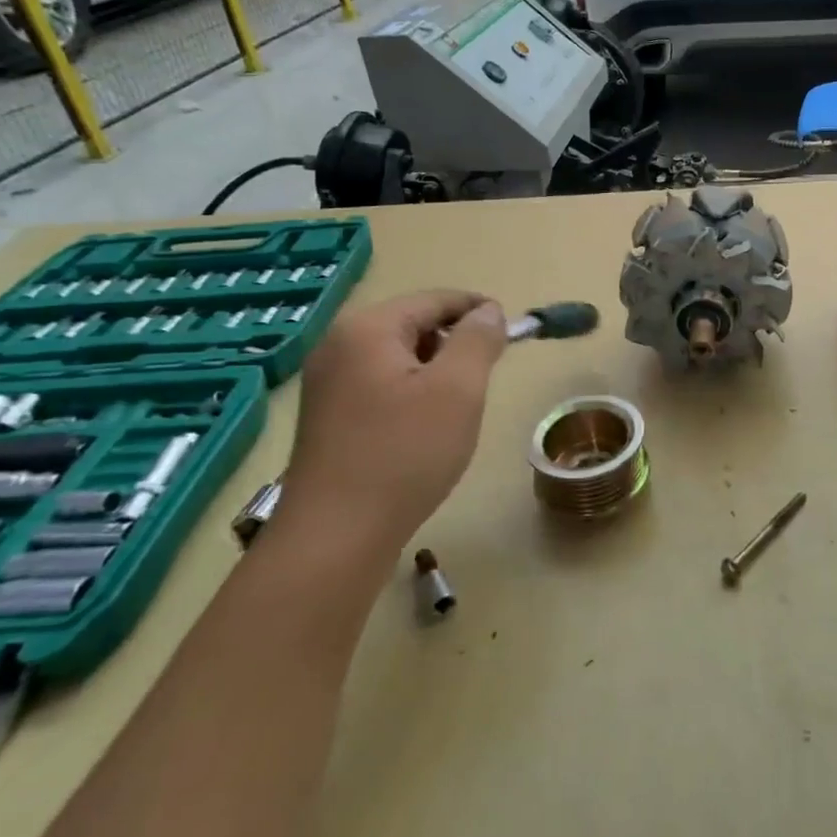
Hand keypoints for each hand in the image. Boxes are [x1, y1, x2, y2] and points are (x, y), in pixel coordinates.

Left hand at [279, 290, 506, 565]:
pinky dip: (409, 394)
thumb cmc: (404, 454)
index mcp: (367, 329)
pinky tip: (421, 430)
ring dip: (433, 372)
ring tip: (455, 409)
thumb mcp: (458, 390)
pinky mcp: (325, 416)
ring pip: (397, 358)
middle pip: (412, 325)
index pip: (434, 299)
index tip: (510, 332)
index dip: (477, 309)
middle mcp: (338, 345)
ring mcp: (326, 382)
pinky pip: (379, 385)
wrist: (335, 536)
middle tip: (483, 379)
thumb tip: (487, 311)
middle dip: (454, 344)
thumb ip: (477, 340)